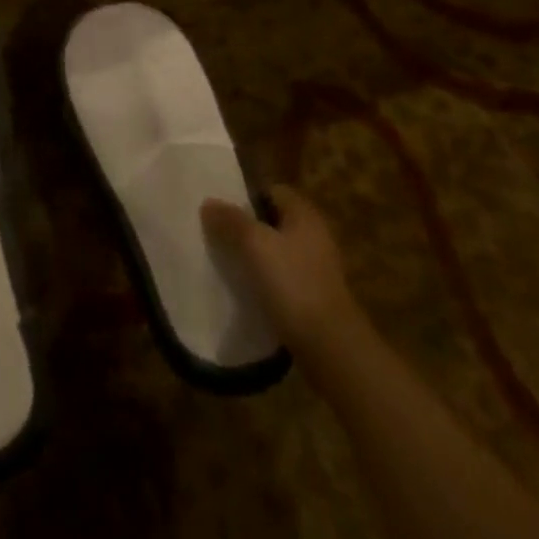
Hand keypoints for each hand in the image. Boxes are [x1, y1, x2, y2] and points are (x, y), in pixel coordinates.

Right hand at [201, 183, 359, 353]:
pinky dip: (264, 281)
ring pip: (277, 252)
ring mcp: (316, 269)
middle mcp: (314, 236)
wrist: (330, 347)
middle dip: (247, 226)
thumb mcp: (255, 245)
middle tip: (217, 234)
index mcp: (305, 215)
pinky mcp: (313, 298)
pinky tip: (245, 290)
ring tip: (225, 262)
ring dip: (254, 256)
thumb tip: (209, 203)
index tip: (221, 207)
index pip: (273, 191)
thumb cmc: (293, 284)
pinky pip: (282, 279)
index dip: (247, 195)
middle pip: (274, 221)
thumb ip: (231, 221)